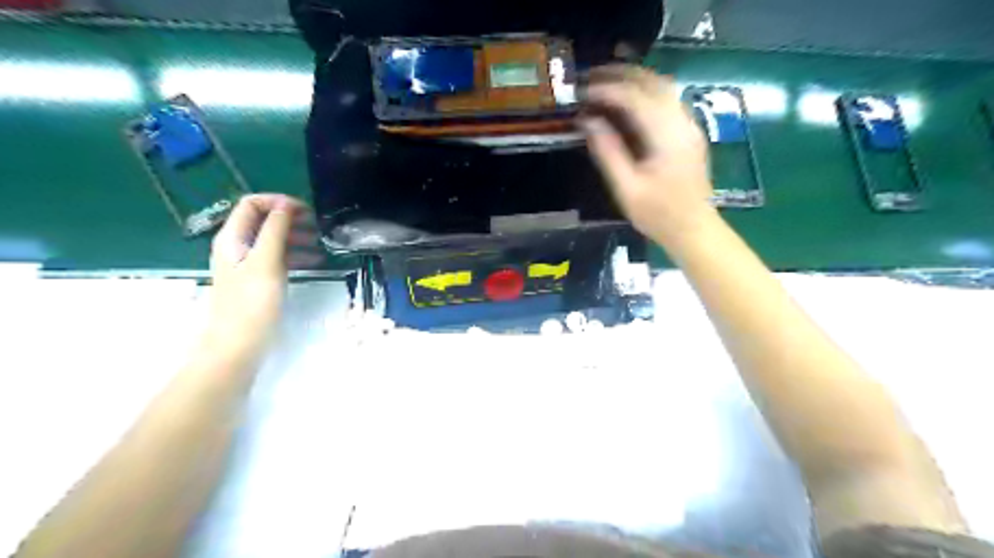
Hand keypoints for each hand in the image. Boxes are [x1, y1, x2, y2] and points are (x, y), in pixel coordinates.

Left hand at [204, 197, 321, 360]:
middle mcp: (238, 246)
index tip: (305, 211)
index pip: (251, 204)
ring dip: (296, 236)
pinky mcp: (259, 279)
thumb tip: (285, 204)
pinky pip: (278, 257)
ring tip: (320, 243)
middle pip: (263, 220)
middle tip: (317, 226)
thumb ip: (275, 230)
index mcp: (232, 237)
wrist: (239, 343)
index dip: (277, 202)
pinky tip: (315, 261)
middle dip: (290, 218)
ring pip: (273, 239)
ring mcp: (248, 263)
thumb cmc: (252, 301)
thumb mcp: (266, 261)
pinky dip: (295, 254)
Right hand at [581, 66, 718, 245]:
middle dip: (620, 75)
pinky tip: (629, 102)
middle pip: (652, 82)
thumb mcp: (627, 188)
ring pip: (663, 87)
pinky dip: (646, 92)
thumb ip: (608, 152)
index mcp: (666, 136)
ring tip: (606, 84)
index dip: (606, 90)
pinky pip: (668, 99)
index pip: (634, 98)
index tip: (582, 93)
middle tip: (591, 78)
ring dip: (634, 80)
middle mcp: (682, 122)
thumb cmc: (658, 214)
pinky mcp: (690, 132)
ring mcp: (690, 125)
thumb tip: (588, 121)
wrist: (694, 229)